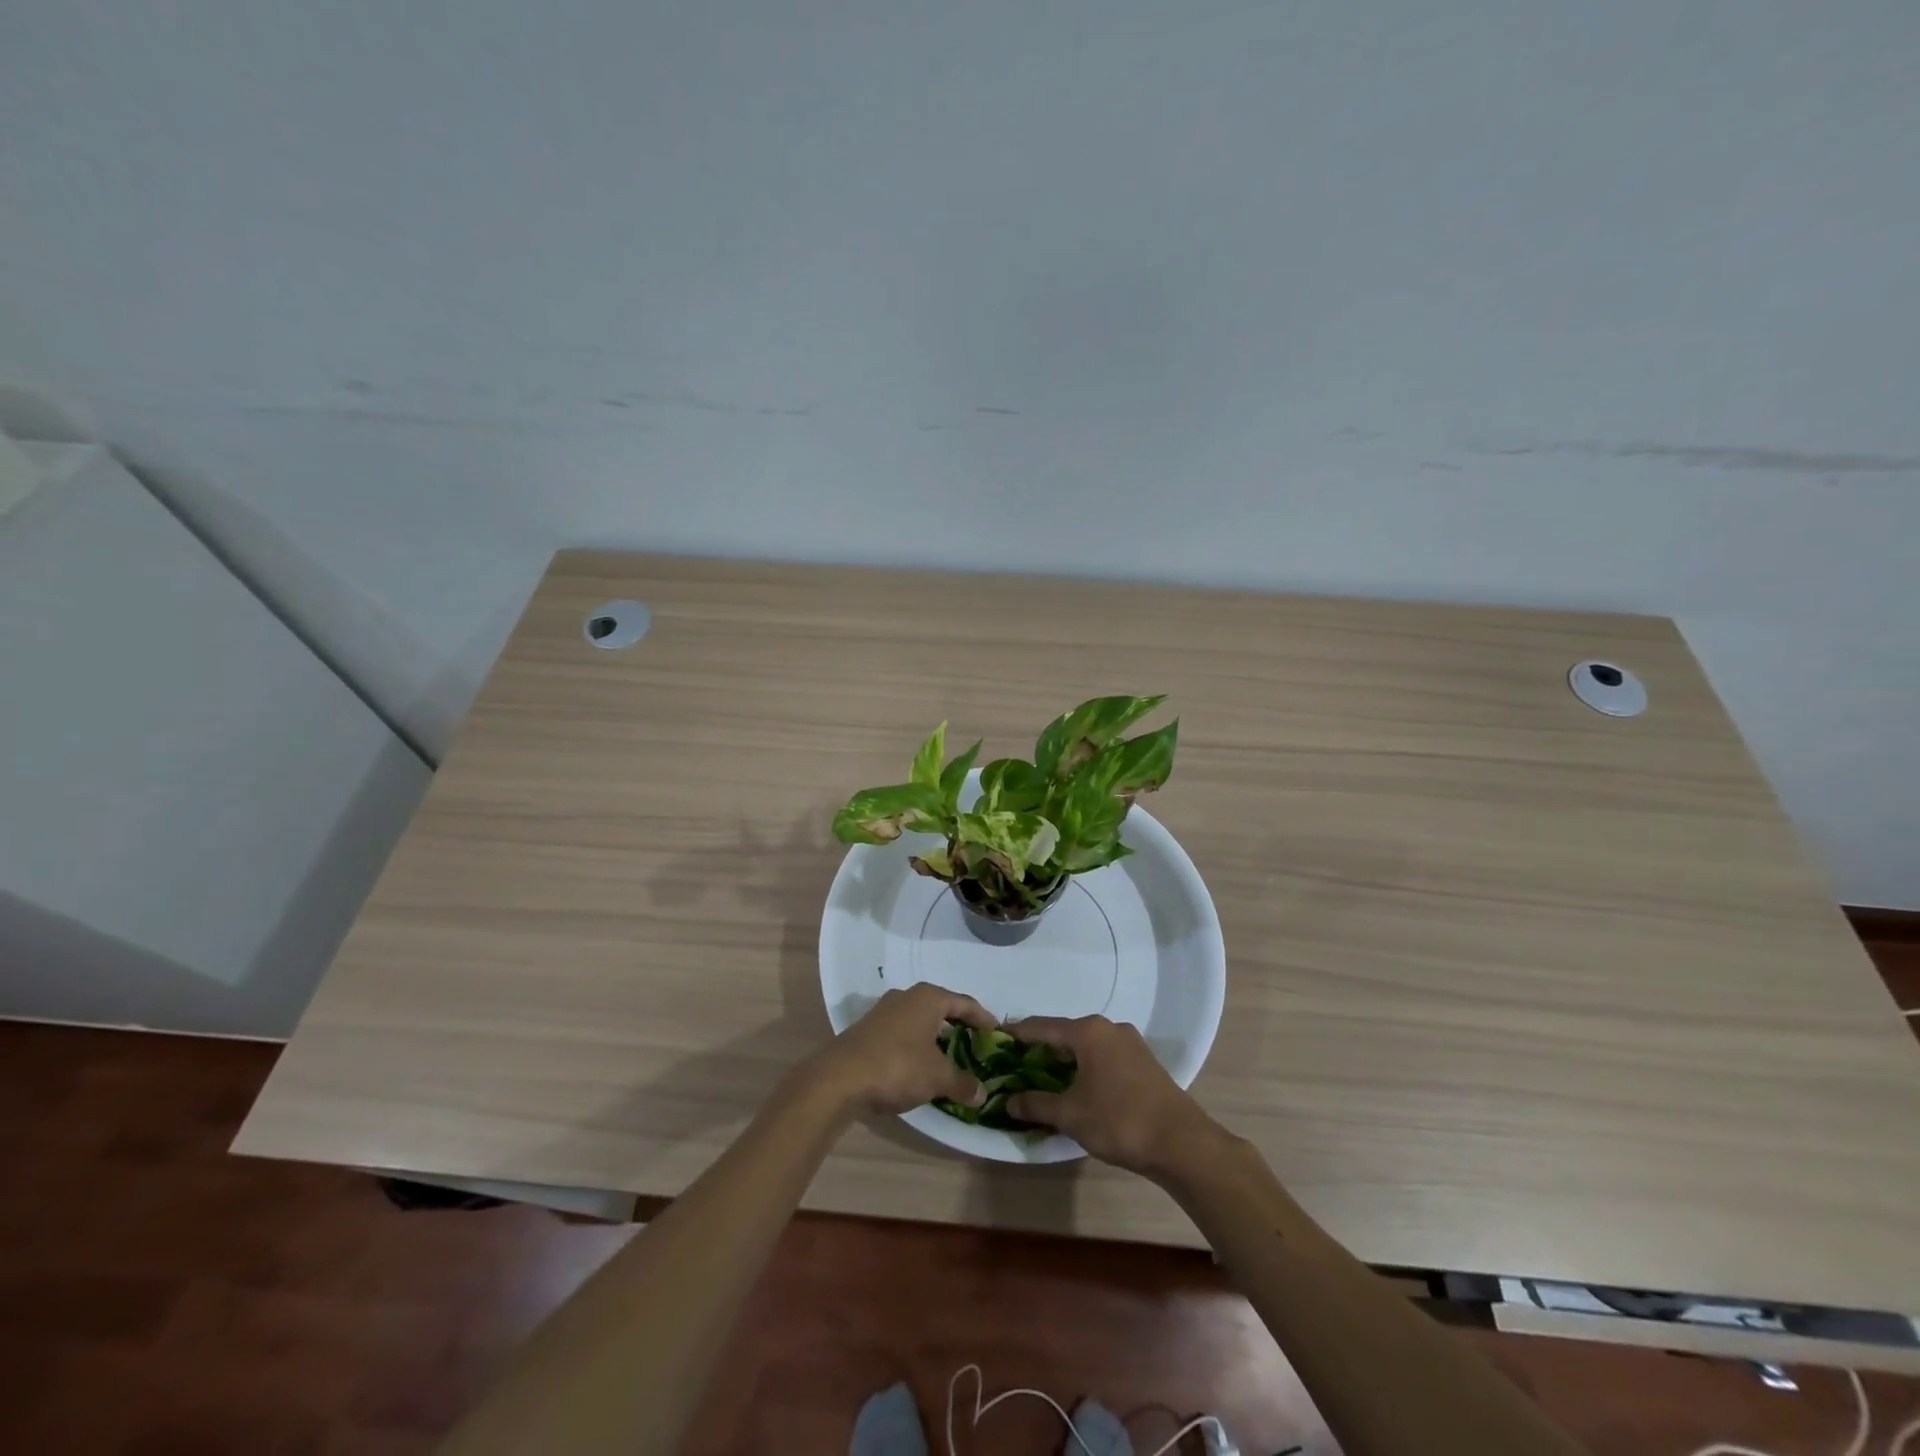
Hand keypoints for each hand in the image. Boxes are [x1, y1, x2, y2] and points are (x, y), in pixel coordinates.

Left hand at [809, 983, 995, 1115]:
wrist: (839, 1077)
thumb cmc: (898, 1066)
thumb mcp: (937, 1077)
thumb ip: (962, 1082)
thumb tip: (981, 1093)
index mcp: (929, 998)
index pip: (965, 1003)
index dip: (983, 1018)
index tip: (997, 1032)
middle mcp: (907, 996)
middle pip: (942, 1008)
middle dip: (959, 1026)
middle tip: (976, 1044)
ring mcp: (884, 1011)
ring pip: (920, 1020)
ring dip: (935, 1037)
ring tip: (949, 1057)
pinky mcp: (868, 1029)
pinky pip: (903, 1033)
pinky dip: (916, 1045)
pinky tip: (919, 1065)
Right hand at [1002, 1015, 1219, 1177]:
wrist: (1181, 1142)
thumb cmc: (1119, 1120)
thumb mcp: (1071, 1115)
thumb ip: (1037, 1104)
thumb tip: (1008, 1101)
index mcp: (1088, 1032)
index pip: (1042, 1026)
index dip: (1017, 1033)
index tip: (996, 1038)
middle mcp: (1108, 1028)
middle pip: (1065, 1033)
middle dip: (1040, 1048)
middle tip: (1016, 1063)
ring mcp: (1129, 1042)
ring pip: (1086, 1045)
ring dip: (1064, 1059)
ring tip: (1043, 1076)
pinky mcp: (1143, 1061)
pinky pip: (1103, 1055)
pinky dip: (1085, 1066)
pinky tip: (1078, 1085)